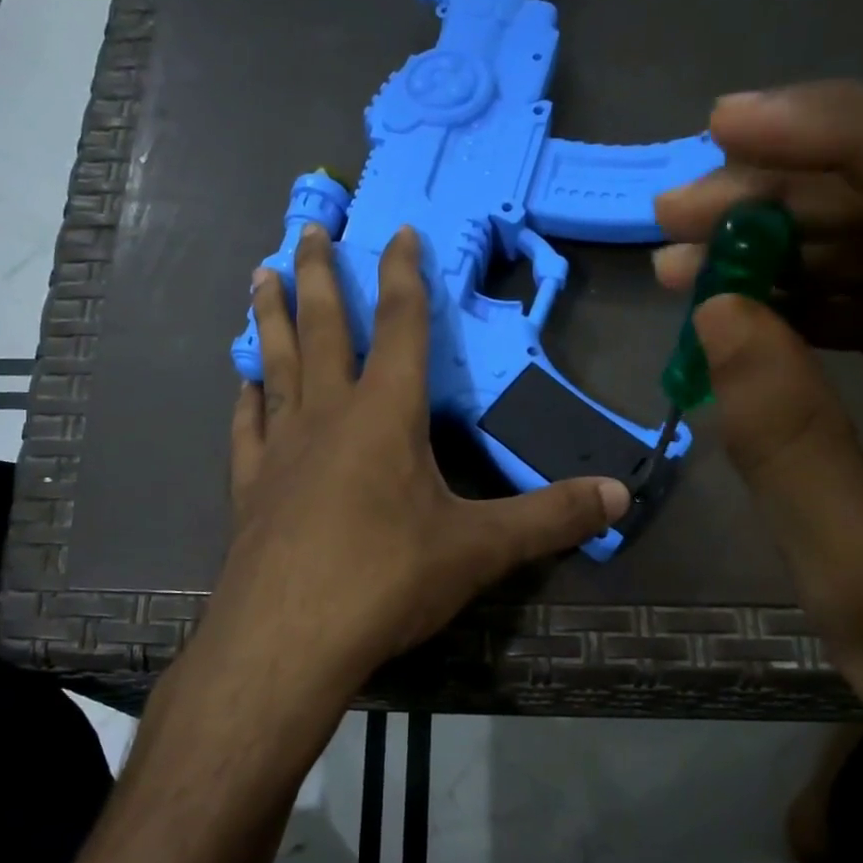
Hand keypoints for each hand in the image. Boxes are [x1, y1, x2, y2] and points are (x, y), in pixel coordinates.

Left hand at [201, 223, 630, 720]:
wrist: (289, 638)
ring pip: (275, 363)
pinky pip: (247, 427)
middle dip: (321, 272)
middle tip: (309, 223)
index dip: (406, 275)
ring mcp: (281, 449)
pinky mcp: (250, 487)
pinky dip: (246, 399)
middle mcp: (328, 416)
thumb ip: (549, 518)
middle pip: (325, 327)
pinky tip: (243, 384)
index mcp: (386, 416)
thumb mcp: (479, 550)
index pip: (403, 326)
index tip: (400, 230)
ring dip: (271, 316)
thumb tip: (620, 495)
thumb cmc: (386, 580)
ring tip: (261, 273)